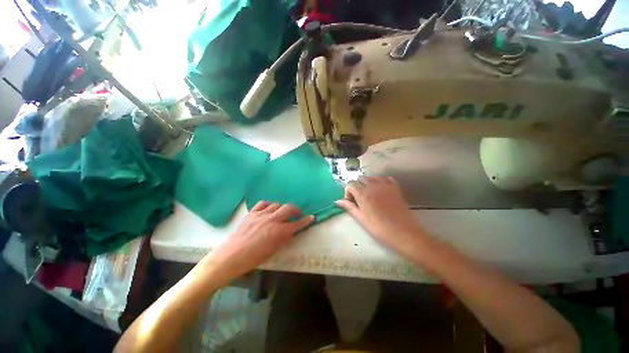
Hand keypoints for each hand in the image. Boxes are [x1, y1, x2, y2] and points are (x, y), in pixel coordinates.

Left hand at [204, 202, 313, 284]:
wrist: (232, 255)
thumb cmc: (255, 258)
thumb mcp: (274, 250)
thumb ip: (284, 238)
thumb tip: (291, 230)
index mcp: (279, 231)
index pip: (297, 223)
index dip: (305, 220)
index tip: (311, 218)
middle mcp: (272, 219)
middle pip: (289, 208)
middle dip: (296, 210)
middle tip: (298, 213)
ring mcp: (261, 214)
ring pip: (277, 204)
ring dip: (282, 208)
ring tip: (282, 213)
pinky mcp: (252, 213)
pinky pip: (263, 203)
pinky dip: (269, 205)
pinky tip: (269, 209)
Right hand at [336, 177, 424, 256]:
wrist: (403, 233)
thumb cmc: (379, 228)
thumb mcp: (361, 218)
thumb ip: (349, 207)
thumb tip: (337, 201)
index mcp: (363, 193)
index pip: (350, 184)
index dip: (348, 193)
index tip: (351, 202)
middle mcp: (373, 185)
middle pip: (360, 179)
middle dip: (357, 187)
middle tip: (359, 200)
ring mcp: (385, 185)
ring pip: (371, 177)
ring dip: (367, 184)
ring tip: (369, 195)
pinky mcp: (395, 187)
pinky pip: (384, 178)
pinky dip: (380, 182)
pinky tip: (380, 191)